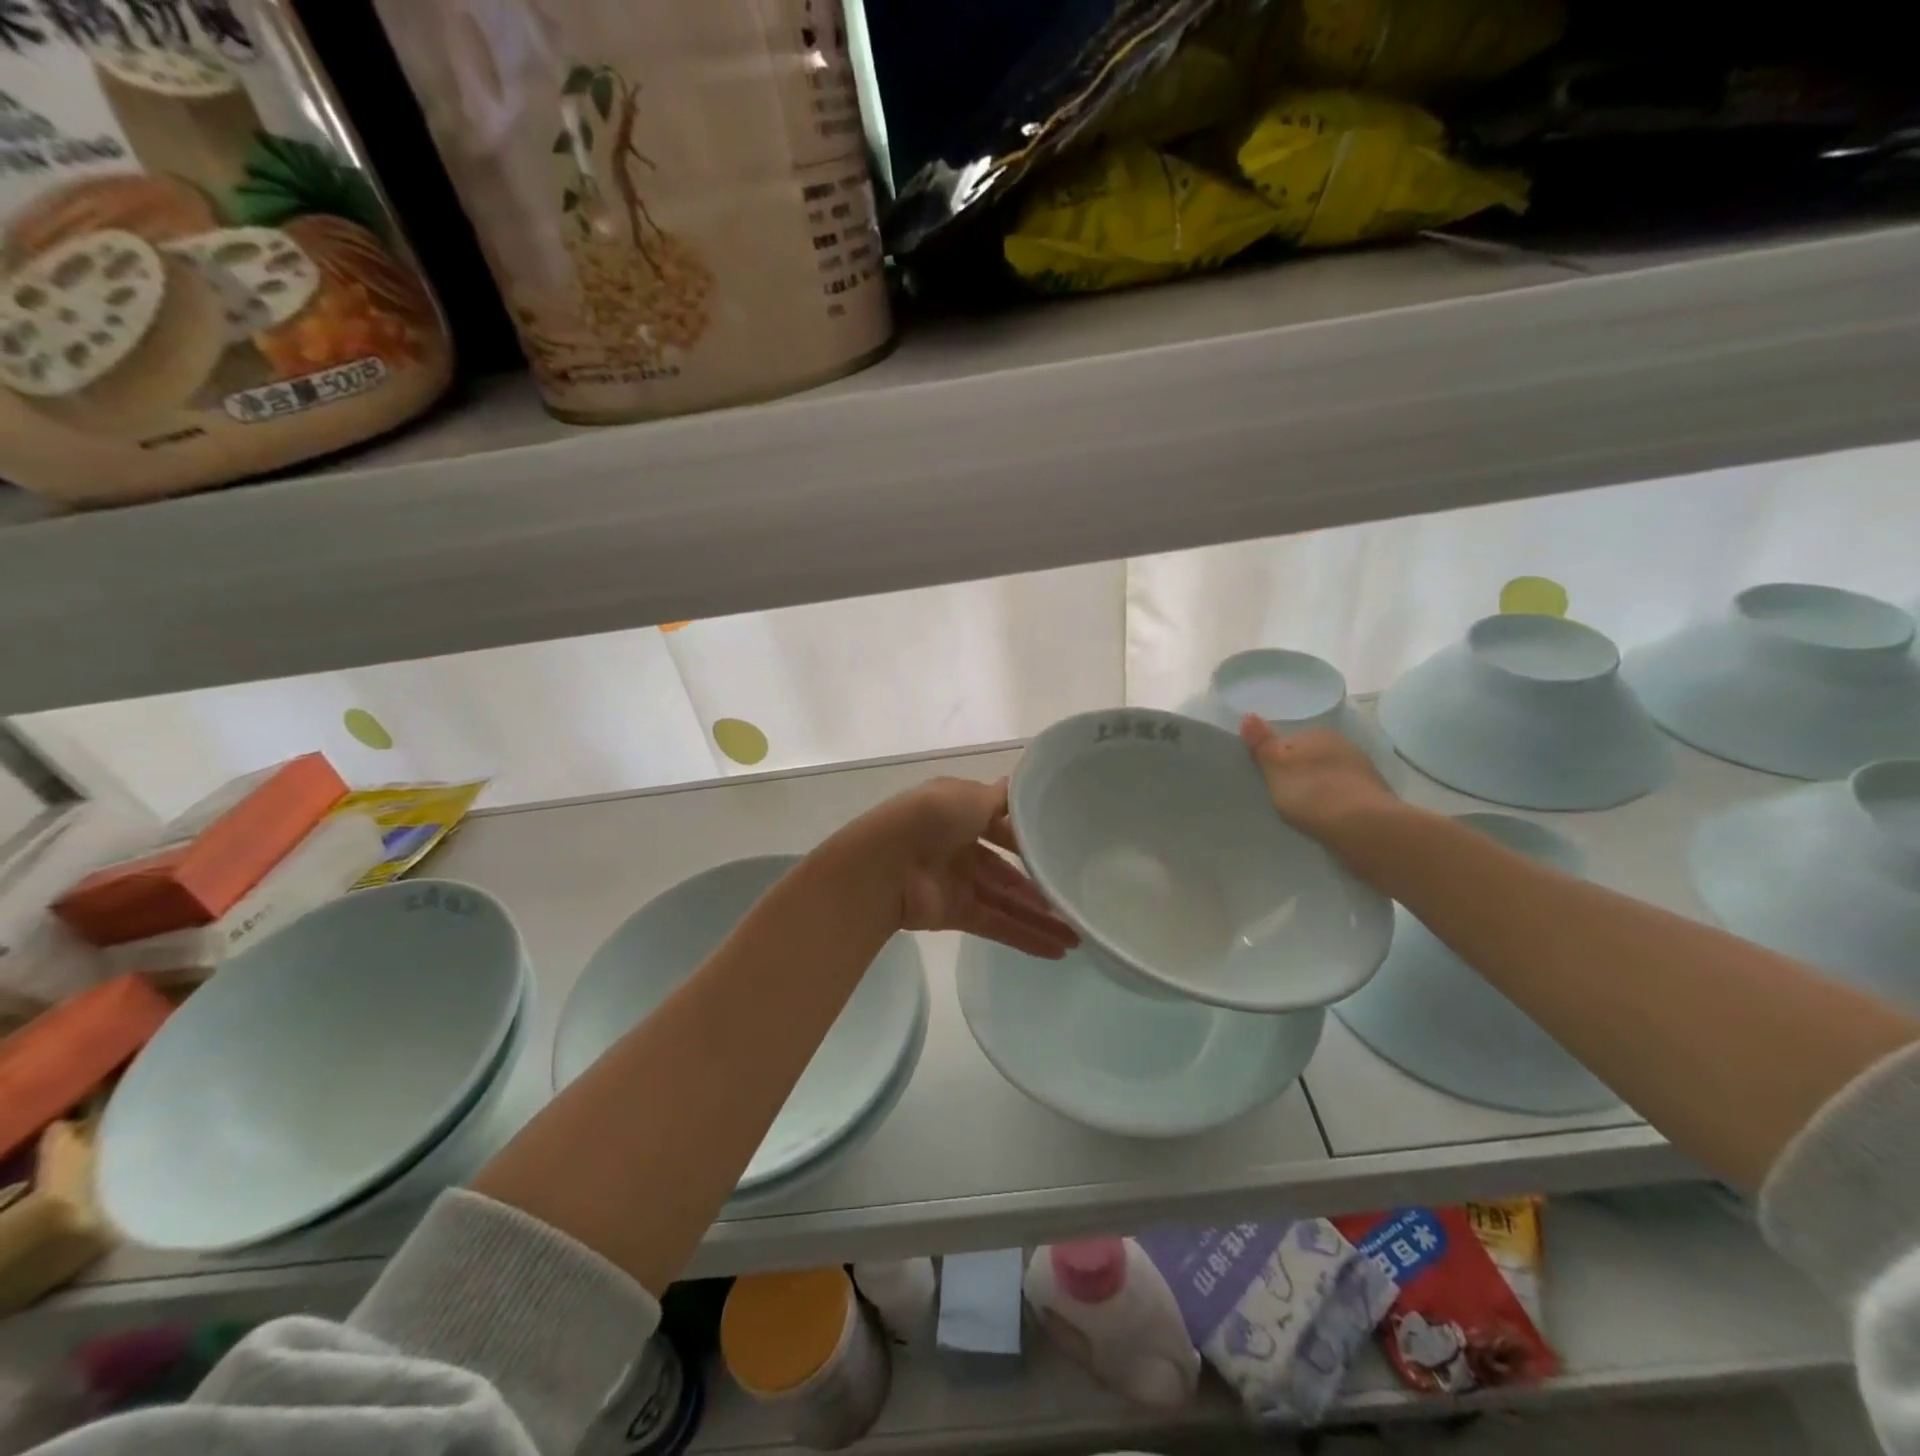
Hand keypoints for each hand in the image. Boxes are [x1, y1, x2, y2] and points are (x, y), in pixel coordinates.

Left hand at [861, 777, 1079, 958]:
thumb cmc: (931, 818)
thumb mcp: (970, 796)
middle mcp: (959, 846)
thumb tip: (1019, 787)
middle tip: (1074, 898)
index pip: (1000, 826)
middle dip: (1038, 884)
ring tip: (1078, 935)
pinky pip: (997, 924)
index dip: (1027, 838)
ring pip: (1006, 901)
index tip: (1059, 847)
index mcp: (960, 813)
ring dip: (1039, 918)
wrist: (887, 863)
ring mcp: (957, 882)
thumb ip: (1000, 800)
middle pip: (1006, 869)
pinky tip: (1058, 950)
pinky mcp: (956, 914)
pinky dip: (1025, 937)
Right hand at [1239, 716, 1403, 863]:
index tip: (1269, 779)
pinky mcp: (1376, 797)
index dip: (1277, 760)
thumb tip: (1248, 715)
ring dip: (1320, 789)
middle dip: (1300, 773)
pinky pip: (1346, 795)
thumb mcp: (1275, 768)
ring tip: (1305, 811)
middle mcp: (1344, 745)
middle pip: (1312, 758)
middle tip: (1283, 796)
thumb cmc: (1312, 793)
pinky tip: (1328, 819)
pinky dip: (1336, 804)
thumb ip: (1262, 743)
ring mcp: (1364, 771)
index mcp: (1318, 734)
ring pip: (1331, 776)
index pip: (1290, 741)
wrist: (1365, 828)